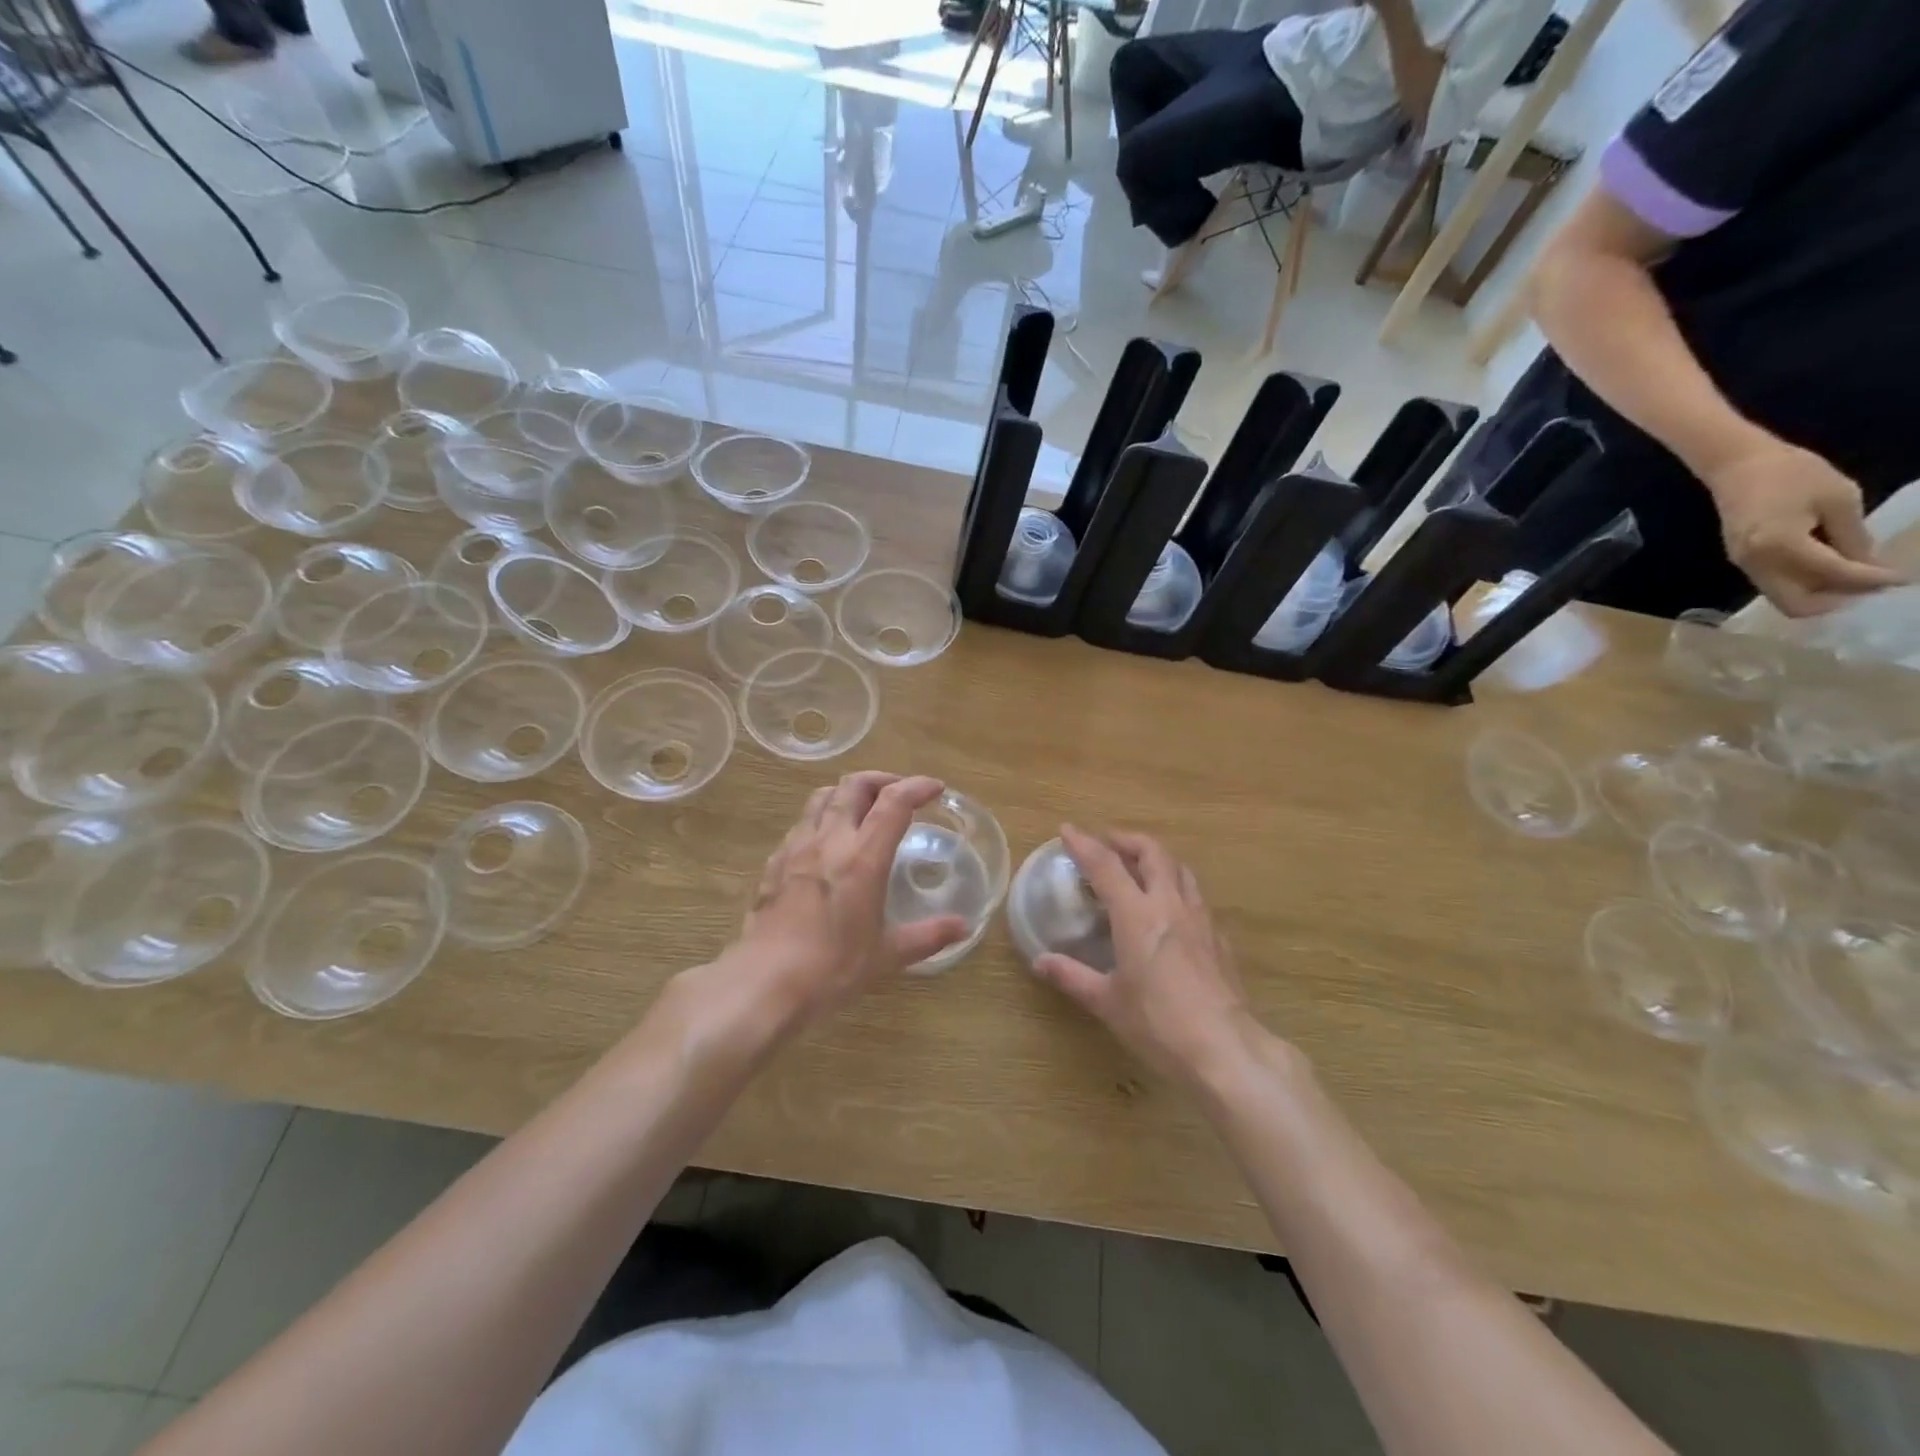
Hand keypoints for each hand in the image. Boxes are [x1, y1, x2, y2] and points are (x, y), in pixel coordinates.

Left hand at [719, 772, 968, 1031]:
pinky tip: (826, 845)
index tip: (935, 788)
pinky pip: (800, 825)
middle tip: (899, 794)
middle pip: (854, 785)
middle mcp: (829, 841)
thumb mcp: (887, 955)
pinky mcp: (773, 863)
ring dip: (847, 793)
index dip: (917, 787)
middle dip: (881, 780)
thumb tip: (964, 927)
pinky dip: (820, 819)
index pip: (894, 802)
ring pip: (821, 797)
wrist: (764, 984)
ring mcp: (796, 848)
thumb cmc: (831, 969)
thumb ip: (928, 935)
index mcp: (862, 857)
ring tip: (862, 809)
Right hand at [1032, 825, 1263, 1087]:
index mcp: (1137, 915)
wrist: (1225, 1049)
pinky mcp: (1219, 938)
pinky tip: (1169, 912)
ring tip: (1139, 869)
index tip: (1067, 830)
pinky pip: (1195, 897)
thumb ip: (1073, 976)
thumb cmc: (1159, 1024)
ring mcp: (1200, 919)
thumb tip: (1040, 961)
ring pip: (1180, 869)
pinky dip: (1176, 888)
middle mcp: (1170, 905)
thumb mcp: (1108, 1002)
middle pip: (1152, 851)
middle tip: (1107, 845)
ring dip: (1156, 859)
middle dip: (1126, 840)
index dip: (1084, 844)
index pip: (1106, 865)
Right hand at [1703, 439, 1902, 616]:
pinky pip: (1775, 583)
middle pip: (1795, 604)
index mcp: (1782, 546)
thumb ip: (1852, 537)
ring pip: (1783, 597)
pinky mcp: (1742, 561)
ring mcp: (1745, 565)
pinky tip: (1825, 564)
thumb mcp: (1838, 498)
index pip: (1833, 573)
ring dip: (1819, 593)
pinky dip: (1803, 582)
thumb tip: (1869, 566)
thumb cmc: (1792, 474)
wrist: (1738, 466)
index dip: (1872, 580)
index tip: (1902, 580)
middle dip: (1834, 601)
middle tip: (1868, 586)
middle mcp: (1758, 564)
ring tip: (1852, 575)